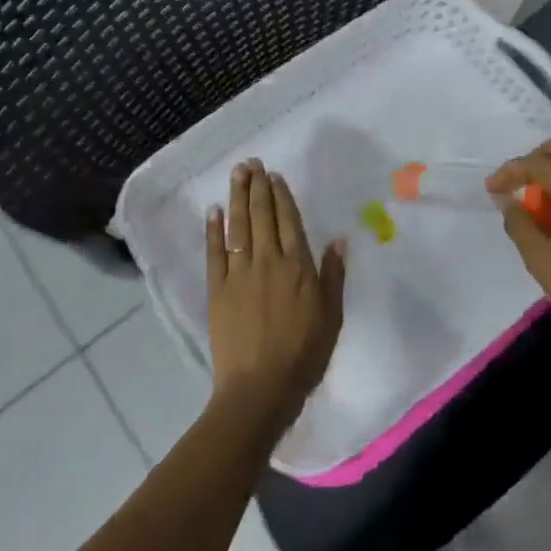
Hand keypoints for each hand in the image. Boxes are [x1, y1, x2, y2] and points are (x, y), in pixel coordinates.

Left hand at [204, 159, 344, 436]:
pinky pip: (215, 252)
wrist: (260, 387)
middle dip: (257, 187)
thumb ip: (333, 275)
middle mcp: (267, 261)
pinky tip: (213, 212)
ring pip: (239, 226)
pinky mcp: (217, 289)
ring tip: (237, 174)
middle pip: (262, 216)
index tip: (274, 176)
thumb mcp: (331, 316)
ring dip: (237, 198)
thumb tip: (337, 239)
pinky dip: (214, 230)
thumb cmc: (303, 354)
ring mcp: (239, 273)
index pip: (288, 221)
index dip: (281, 196)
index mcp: (298, 266)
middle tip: (251, 163)